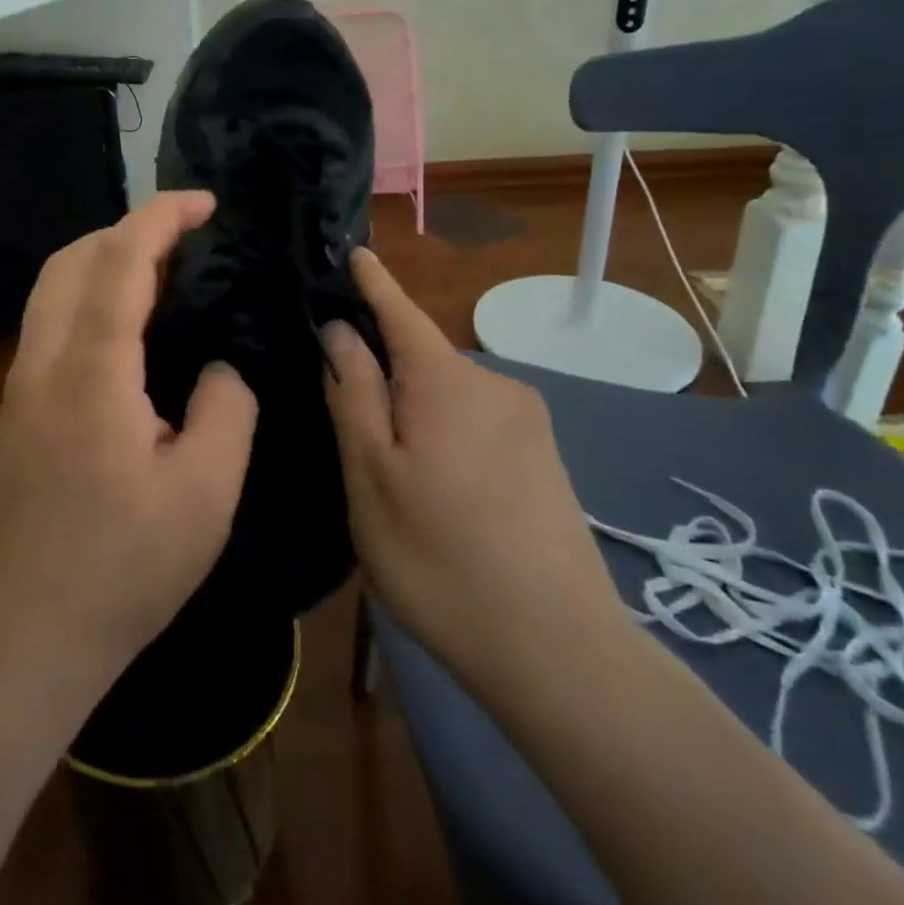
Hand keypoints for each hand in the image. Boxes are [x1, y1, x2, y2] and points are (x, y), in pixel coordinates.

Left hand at [0, 192, 257, 710]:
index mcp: (93, 369)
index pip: (121, 260)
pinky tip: (124, 327)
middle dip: (127, 228)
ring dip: (101, 257)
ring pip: (51, 286)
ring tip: (159, 270)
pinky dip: (86, 293)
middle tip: (185, 236)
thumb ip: (228, 409)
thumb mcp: (206, 493)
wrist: (25, 633)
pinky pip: (49, 320)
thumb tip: (221, 367)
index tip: (205, 202)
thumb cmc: (123, 567)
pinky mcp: (15, 408)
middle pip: (72, 258)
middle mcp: (44, 360)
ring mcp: (20, 383)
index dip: (162, 217)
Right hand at [324, 249, 628, 702]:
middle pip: (421, 360)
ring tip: (392, 475)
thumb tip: (341, 330)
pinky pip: (476, 424)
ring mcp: (528, 423)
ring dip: (414, 414)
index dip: (374, 283)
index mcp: (447, 380)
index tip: (355, 250)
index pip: (400, 311)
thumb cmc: (441, 558)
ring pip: (448, 397)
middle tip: (345, 427)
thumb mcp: (371, 476)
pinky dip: (445, 436)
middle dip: (383, 374)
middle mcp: (494, 385)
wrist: (562, 654)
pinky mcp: (544, 459)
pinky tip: (438, 492)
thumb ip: (354, 393)